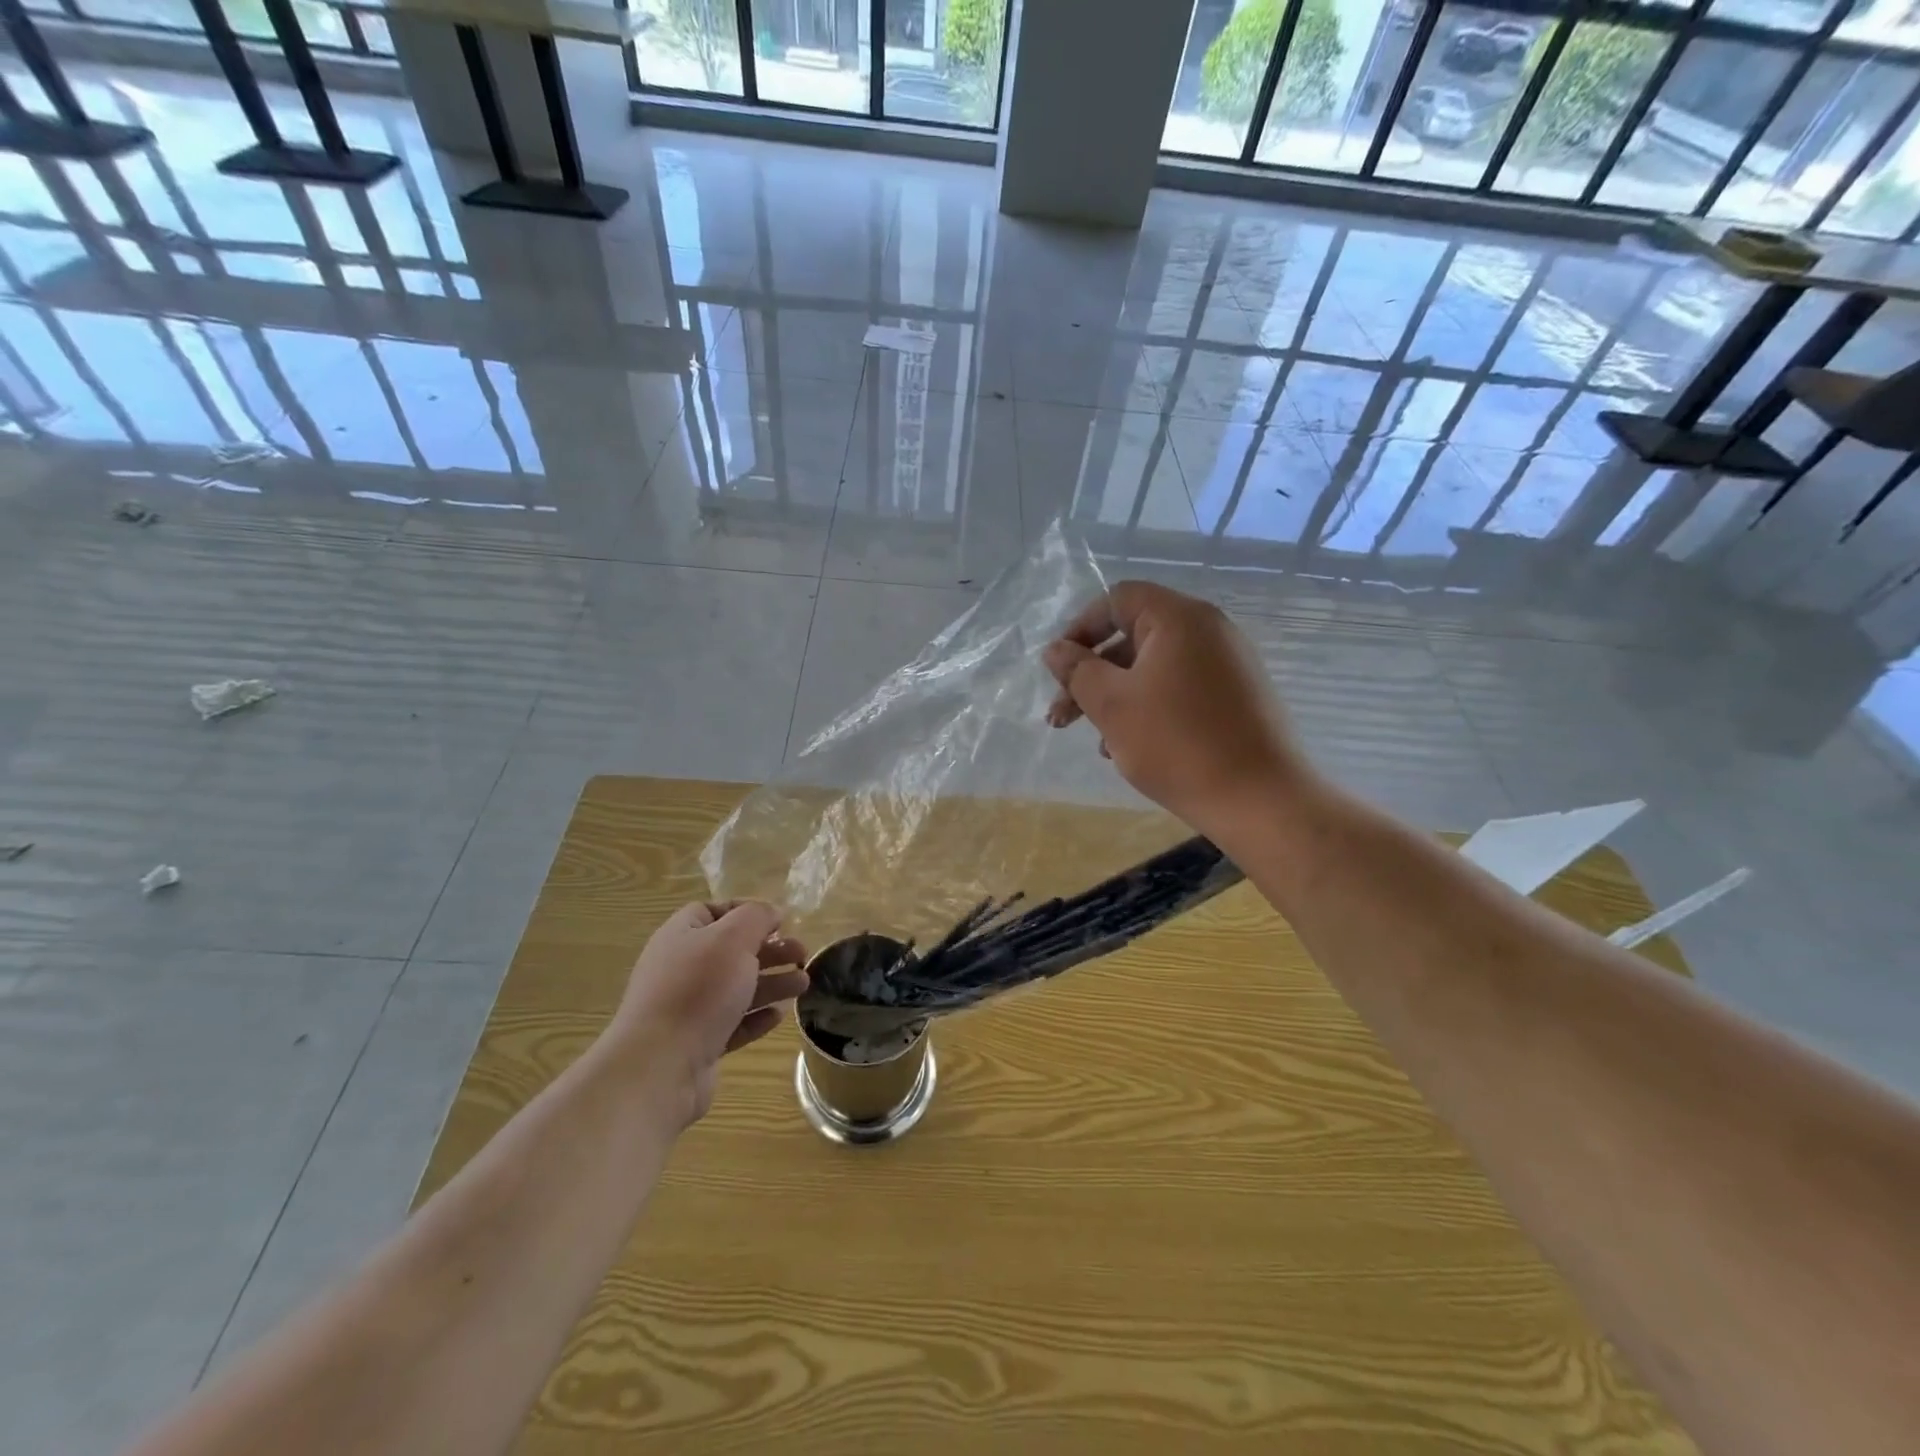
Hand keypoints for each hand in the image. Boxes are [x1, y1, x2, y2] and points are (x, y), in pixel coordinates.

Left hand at [609, 901, 808, 1126]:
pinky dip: (756, 1017)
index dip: (747, 911)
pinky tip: (778, 1016)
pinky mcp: (697, 1044)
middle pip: (731, 951)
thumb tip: (771, 911)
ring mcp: (687, 1009)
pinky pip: (732, 1023)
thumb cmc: (698, 989)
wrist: (659, 1067)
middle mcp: (681, 969)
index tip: (780, 921)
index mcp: (681, 936)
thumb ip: (756, 917)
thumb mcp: (733, 938)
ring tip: (803, 984)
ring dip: (771, 983)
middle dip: (769, 950)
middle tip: (802, 954)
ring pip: (736, 988)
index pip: (713, 912)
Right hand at [1042, 582, 1307, 837]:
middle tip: (1061, 718)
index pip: (1116, 599)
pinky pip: (1181, 689)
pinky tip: (1133, 749)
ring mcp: (1229, 664)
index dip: (1079, 630)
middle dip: (1091, 676)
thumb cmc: (1177, 744)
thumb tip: (1056, 650)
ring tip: (1098, 744)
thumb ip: (1077, 671)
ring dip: (1117, 699)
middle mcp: (1209, 630)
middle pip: (1133, 637)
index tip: (1059, 671)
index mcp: (1179, 619)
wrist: (1261, 800)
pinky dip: (1150, 709)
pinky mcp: (1238, 697)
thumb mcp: (1112, 706)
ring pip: (1154, 669)